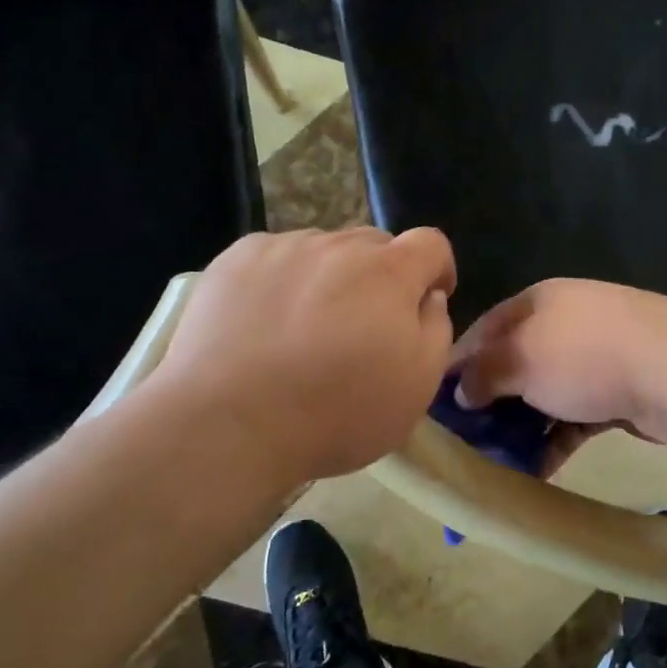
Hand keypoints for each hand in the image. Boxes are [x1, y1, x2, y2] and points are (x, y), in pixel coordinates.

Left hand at [146, 228, 456, 485]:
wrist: (229, 423)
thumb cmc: (338, 412)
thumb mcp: (418, 386)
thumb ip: (436, 330)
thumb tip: (427, 298)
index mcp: (389, 273)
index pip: (431, 243)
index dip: (437, 269)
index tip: (426, 301)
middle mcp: (338, 246)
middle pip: (374, 246)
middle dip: (381, 277)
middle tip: (362, 327)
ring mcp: (283, 248)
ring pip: (323, 251)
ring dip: (329, 278)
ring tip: (304, 329)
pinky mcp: (236, 260)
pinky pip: (275, 258)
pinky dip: (281, 281)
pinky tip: (264, 323)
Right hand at [450, 279, 666, 447]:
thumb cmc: (585, 354)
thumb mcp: (522, 358)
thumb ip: (485, 372)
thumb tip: (461, 389)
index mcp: (539, 303)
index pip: (485, 329)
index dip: (458, 362)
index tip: (436, 401)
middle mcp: (564, 325)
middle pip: (515, 364)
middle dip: (490, 401)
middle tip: (463, 440)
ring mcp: (594, 360)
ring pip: (544, 395)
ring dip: (520, 427)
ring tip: (492, 463)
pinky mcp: (616, 394)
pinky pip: (573, 419)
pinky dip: (553, 441)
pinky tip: (535, 471)